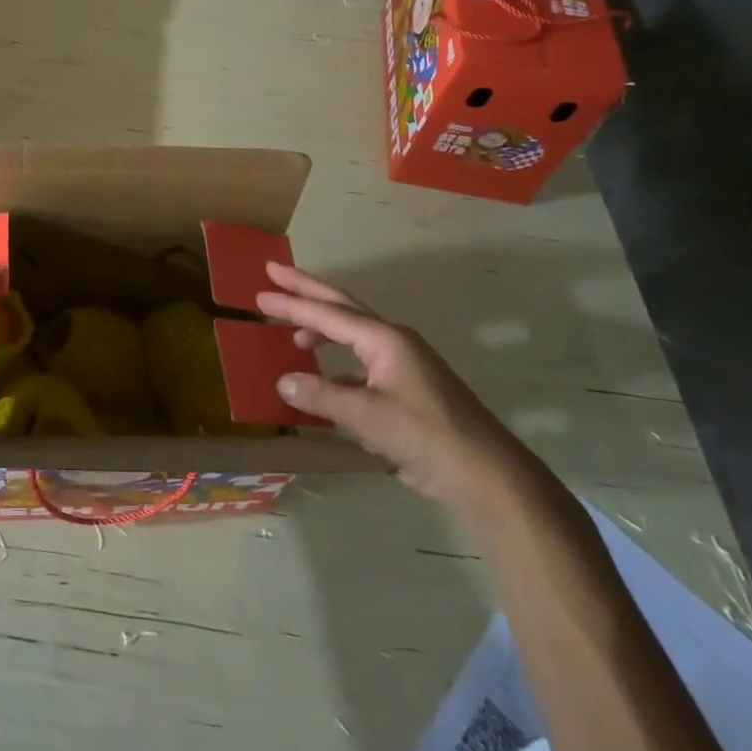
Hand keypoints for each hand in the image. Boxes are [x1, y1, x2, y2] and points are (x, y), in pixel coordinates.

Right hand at [260, 262, 529, 514]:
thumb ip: (323, 397)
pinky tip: (324, 379)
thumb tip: (283, 381)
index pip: (328, 314)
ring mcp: (404, 364)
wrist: (490, 477)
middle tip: (274, 274)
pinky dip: (337, 364)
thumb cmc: (428, 438)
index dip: (292, 304)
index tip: (261, 294)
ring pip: (353, 334)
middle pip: (342, 307)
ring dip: (322, 327)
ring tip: (293, 332)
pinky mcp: (409, 388)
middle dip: (307, 292)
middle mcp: (394, 342)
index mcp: (385, 339)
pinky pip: (362, 363)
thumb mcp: (369, 418)